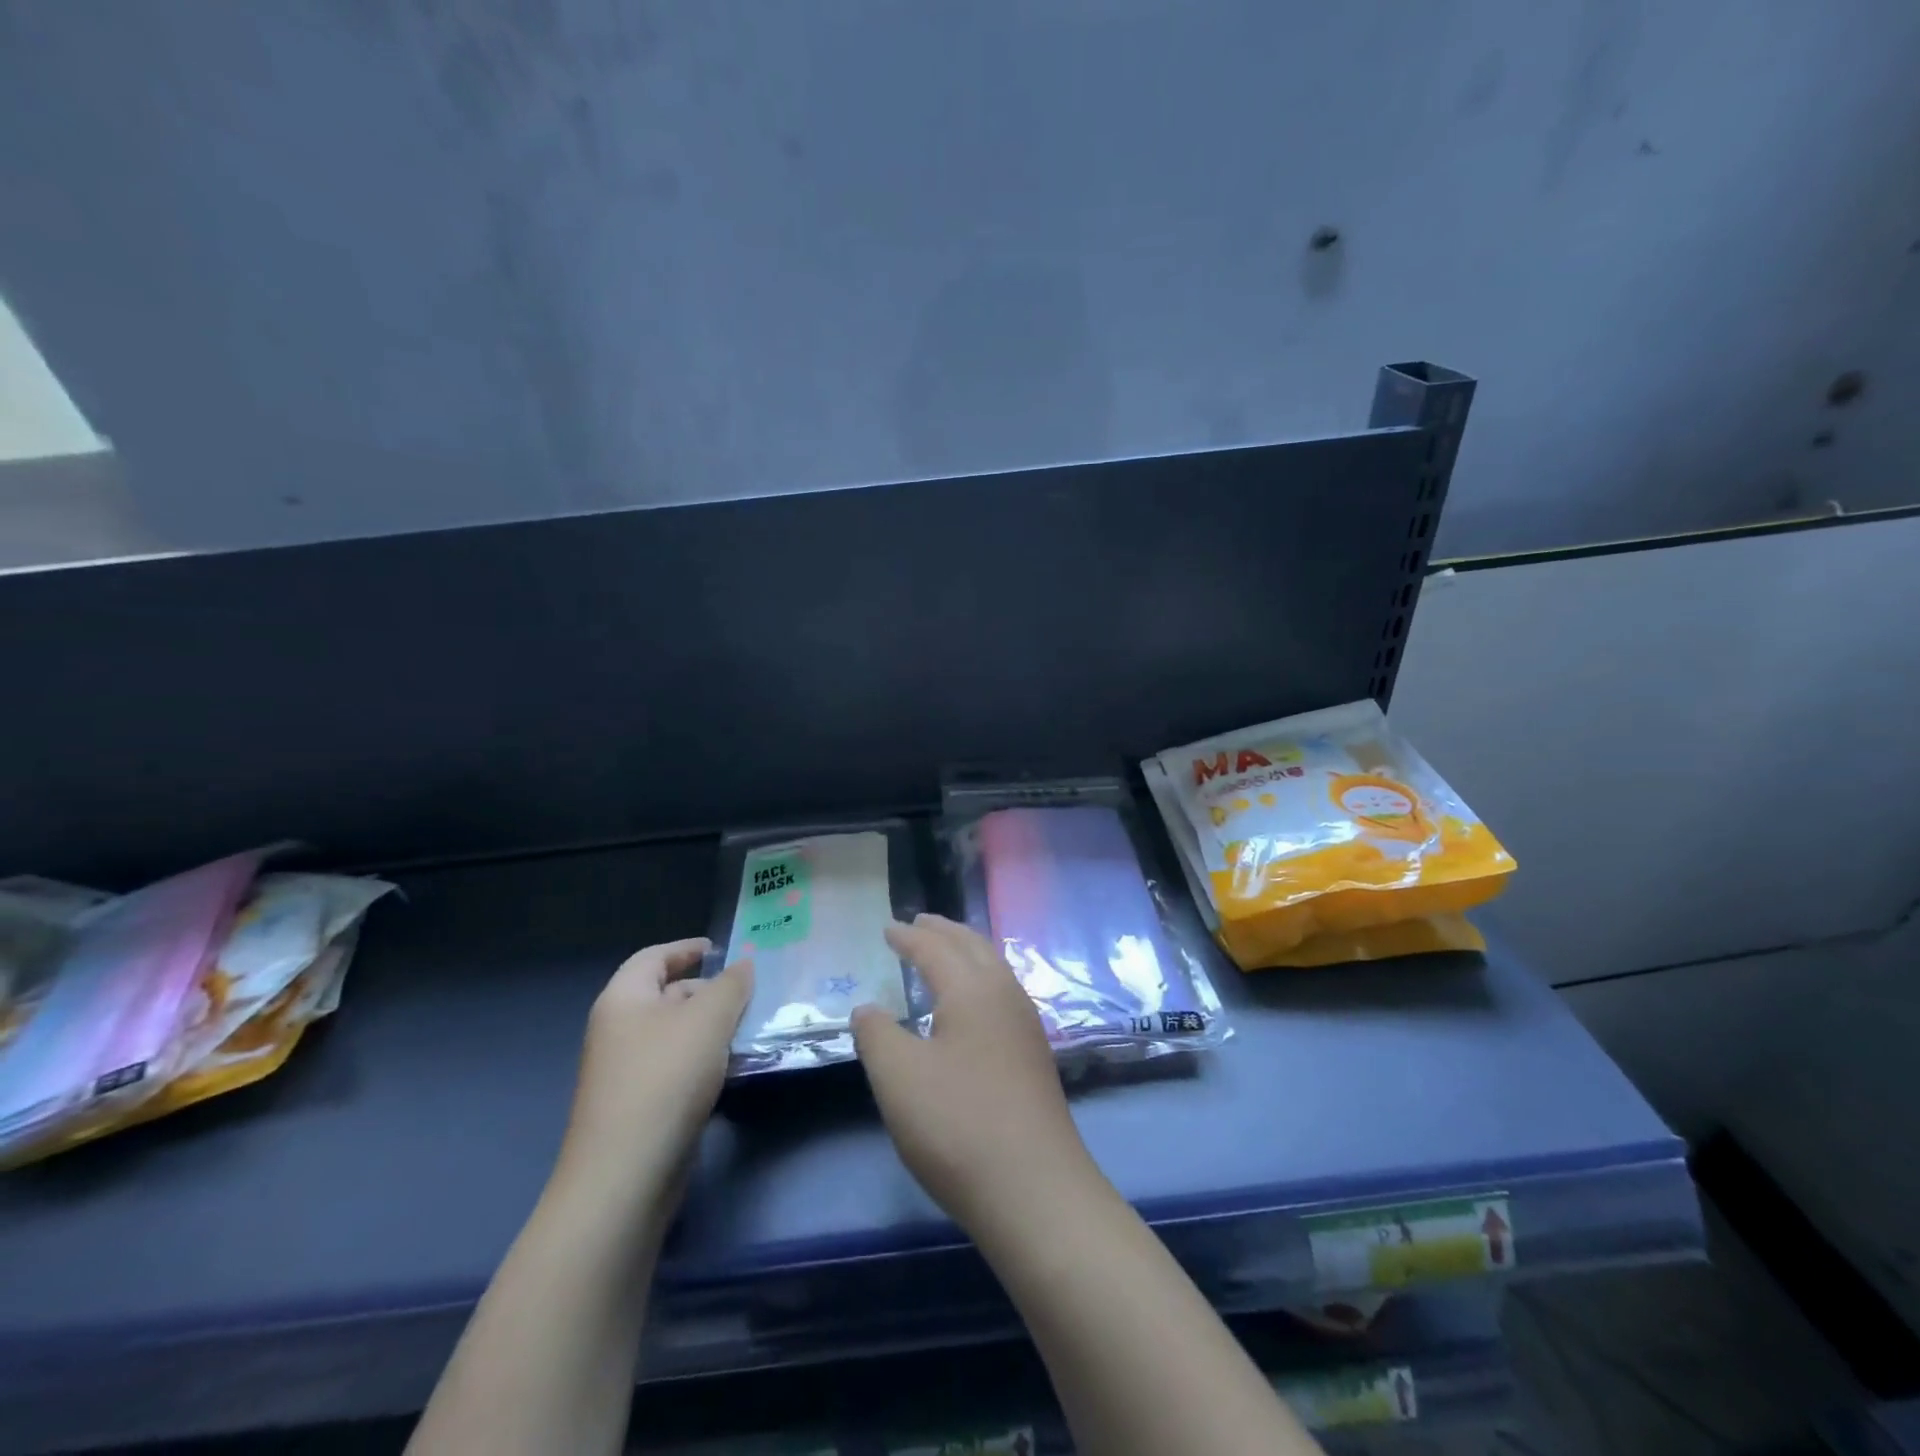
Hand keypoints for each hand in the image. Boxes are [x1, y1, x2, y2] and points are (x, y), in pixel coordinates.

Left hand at [555, 939, 751, 1208]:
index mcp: (623, 999)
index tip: (722, 950)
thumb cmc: (665, 1078)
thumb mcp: (708, 1019)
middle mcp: (618, 1030)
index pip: (654, 957)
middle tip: (750, 993)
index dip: (687, 948)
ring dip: (711, 1027)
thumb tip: (743, 966)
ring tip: (750, 1028)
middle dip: (708, 990)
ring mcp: (626, 1071)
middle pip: (666, 994)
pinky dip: (704, 1060)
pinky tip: (732, 1069)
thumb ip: (731, 985)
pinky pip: (676, 1067)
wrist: (625, 1176)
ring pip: (675, 1033)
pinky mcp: (639, 1106)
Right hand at [853, 915, 1103, 1232]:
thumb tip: (868, 1008)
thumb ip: (877, 1034)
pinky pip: (1002, 993)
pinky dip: (980, 979)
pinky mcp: (1034, 1055)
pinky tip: (973, 1005)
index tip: (888, 927)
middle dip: (944, 931)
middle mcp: (1005, 994)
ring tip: (945, 952)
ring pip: (994, 968)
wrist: (1035, 1190)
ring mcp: (1026, 1025)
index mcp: (972, 989)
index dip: (908, 937)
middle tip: (920, 922)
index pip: (935, 949)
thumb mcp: (898, 1077)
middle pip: (973, 947)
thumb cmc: (957, 1125)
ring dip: (966, 952)